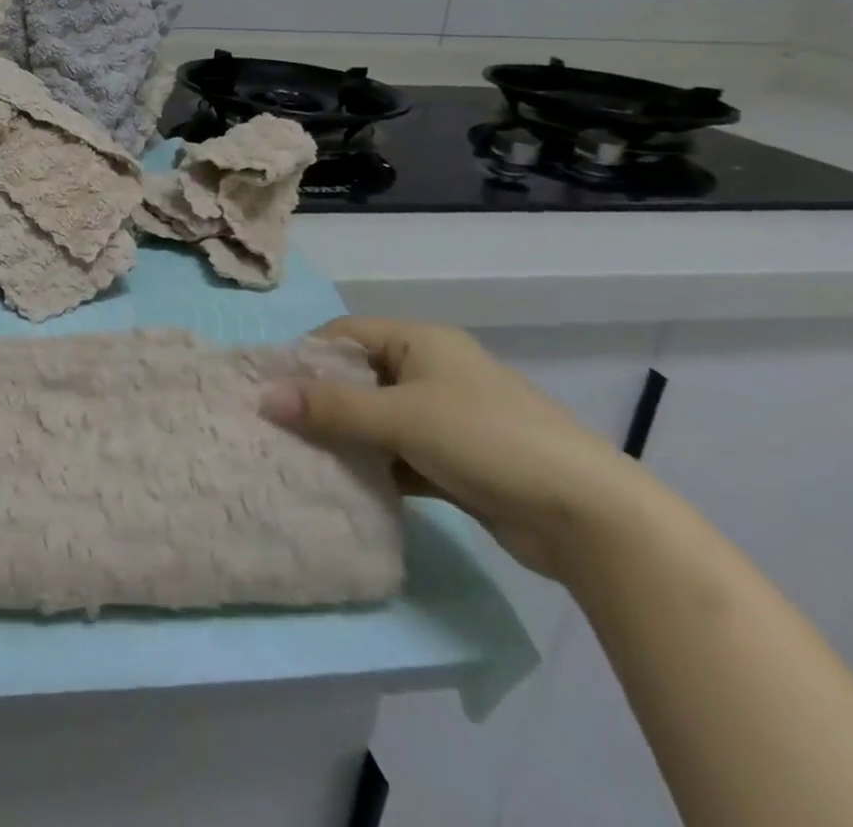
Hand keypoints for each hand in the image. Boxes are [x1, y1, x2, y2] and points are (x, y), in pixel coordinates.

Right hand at [262, 317, 649, 579]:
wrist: (589, 518)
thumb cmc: (487, 441)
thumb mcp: (400, 418)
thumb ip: (330, 408)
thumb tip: (263, 397)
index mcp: (421, 341)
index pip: (345, 334)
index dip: (306, 356)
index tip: (270, 388)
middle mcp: (433, 369)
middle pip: (359, 375)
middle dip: (321, 400)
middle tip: (280, 427)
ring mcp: (448, 415)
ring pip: (378, 417)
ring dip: (347, 436)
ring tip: (304, 457)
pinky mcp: (459, 458)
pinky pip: (400, 451)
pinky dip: (376, 464)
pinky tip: (348, 485)